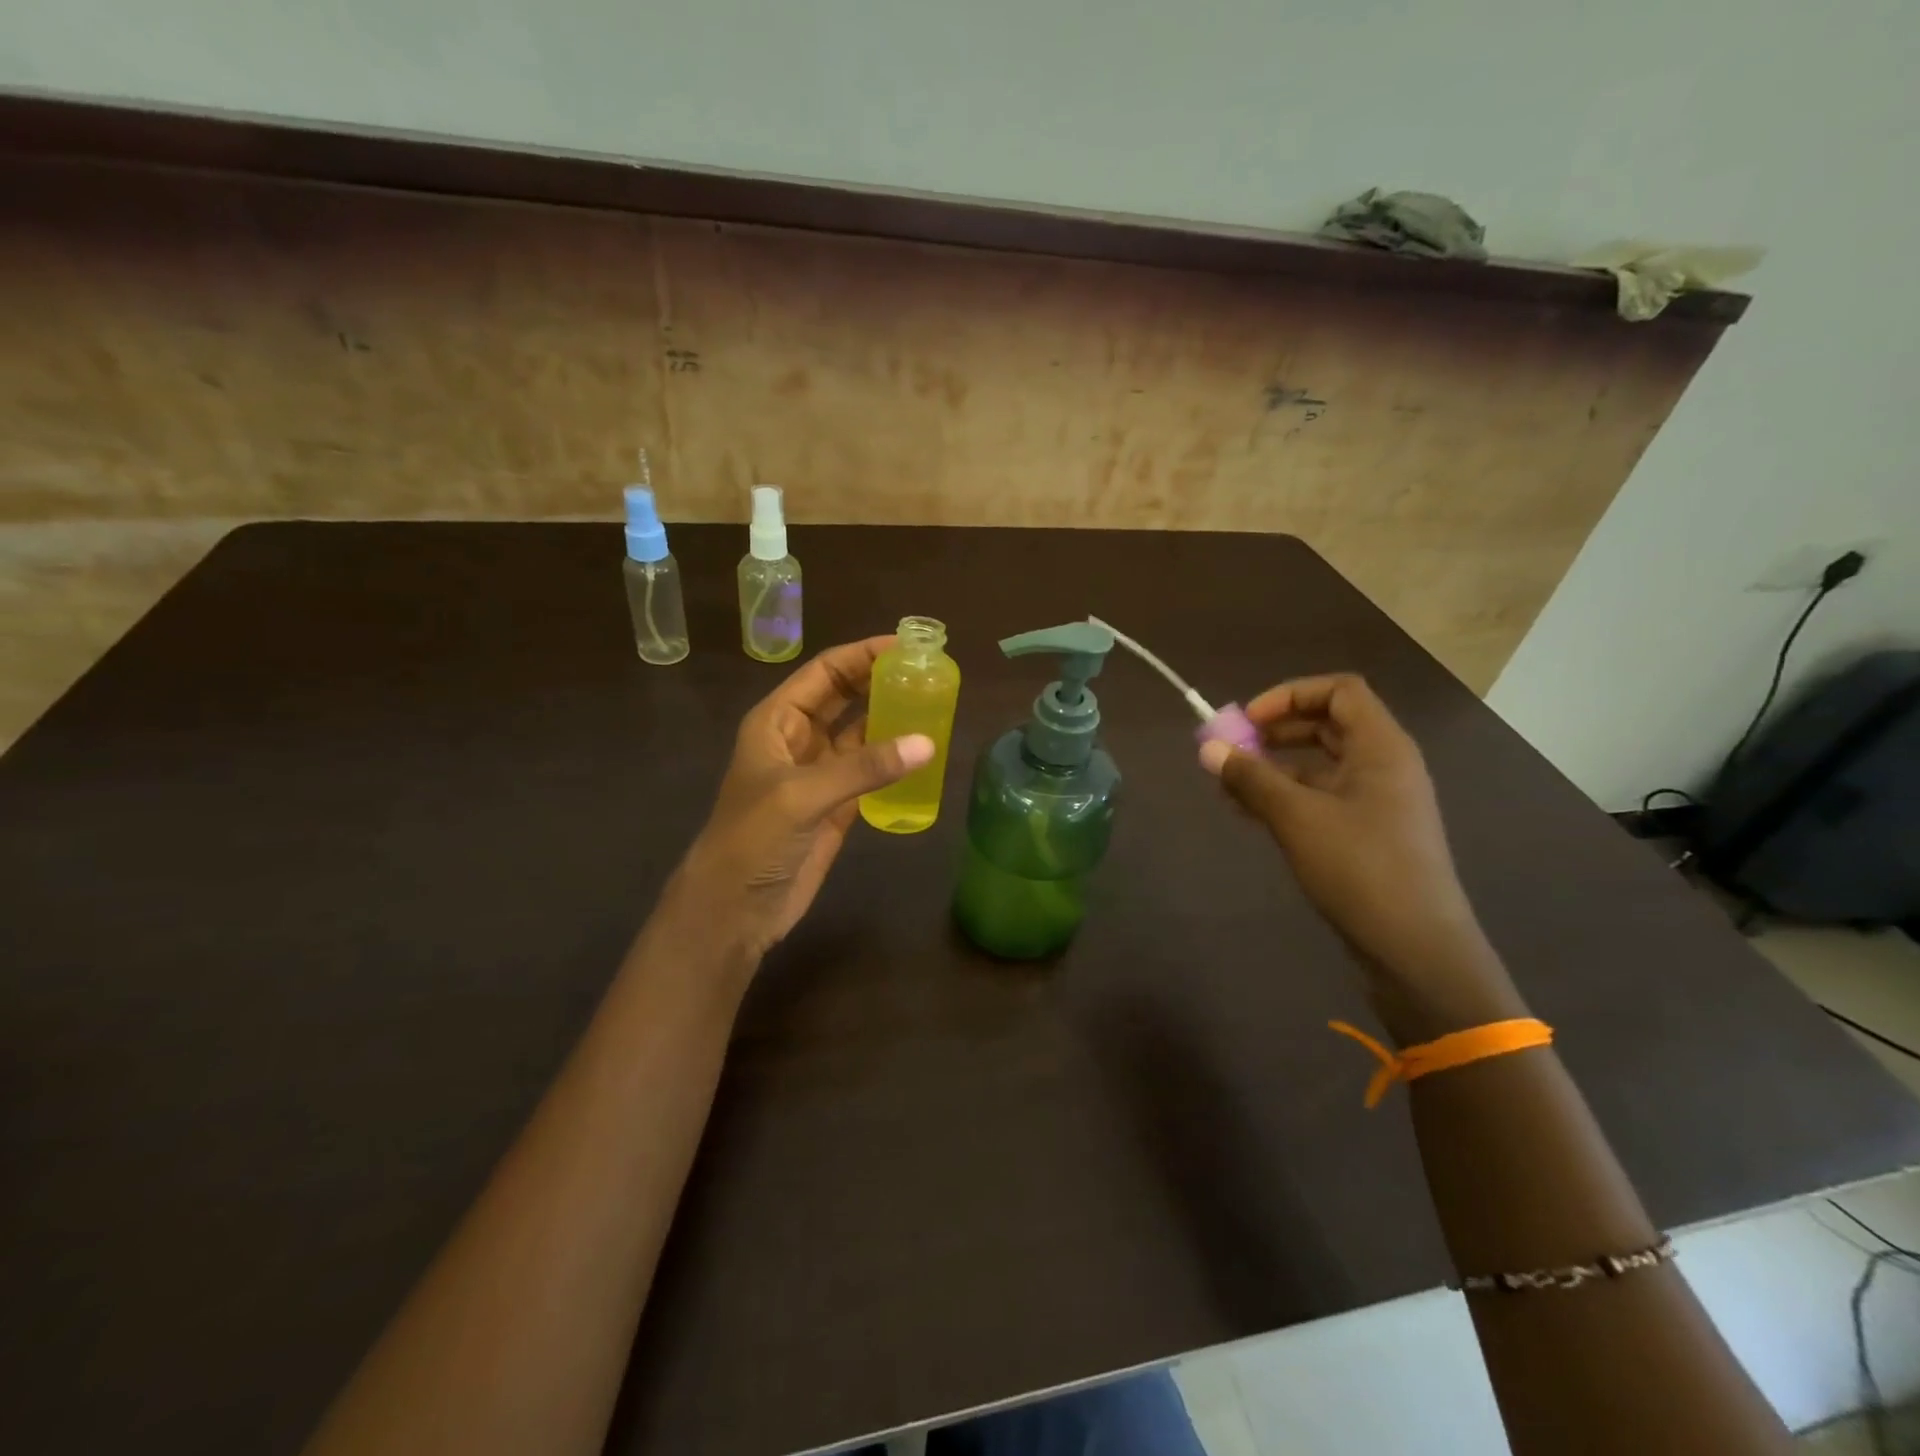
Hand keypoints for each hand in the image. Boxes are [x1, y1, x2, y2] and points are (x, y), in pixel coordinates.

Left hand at [665, 637, 933, 964]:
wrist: (734, 908)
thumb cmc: (753, 839)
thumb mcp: (803, 795)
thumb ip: (863, 767)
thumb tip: (927, 742)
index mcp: (777, 721)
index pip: (824, 673)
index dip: (862, 654)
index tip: (906, 646)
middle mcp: (798, 740)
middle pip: (845, 697)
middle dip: (880, 681)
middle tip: (929, 672)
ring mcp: (819, 775)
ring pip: (861, 734)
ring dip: (891, 720)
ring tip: (935, 706)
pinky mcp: (836, 807)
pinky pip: (870, 773)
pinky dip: (894, 763)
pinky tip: (924, 756)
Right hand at [1199, 674, 1495, 992]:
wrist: (1415, 948)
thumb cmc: (1360, 869)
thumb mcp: (1297, 818)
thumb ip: (1251, 779)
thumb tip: (1208, 749)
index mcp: (1381, 748)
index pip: (1339, 691)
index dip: (1289, 696)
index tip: (1248, 721)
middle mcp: (1384, 766)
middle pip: (1328, 725)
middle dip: (1276, 731)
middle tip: (1234, 748)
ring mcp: (1378, 802)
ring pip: (1321, 765)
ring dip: (1275, 768)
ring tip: (1230, 787)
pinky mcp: (1368, 834)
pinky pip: (1322, 798)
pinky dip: (1286, 797)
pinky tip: (1250, 814)